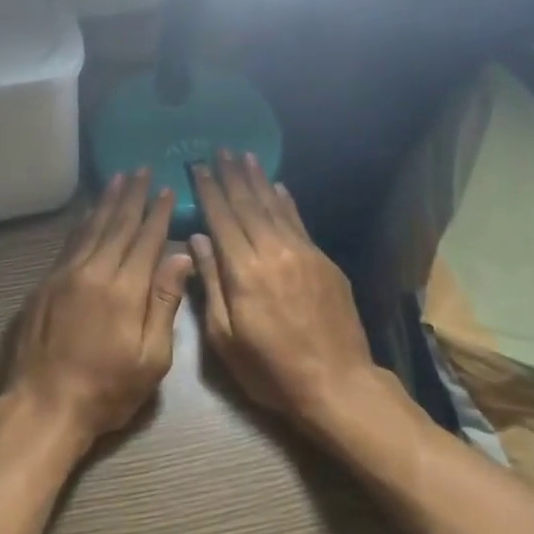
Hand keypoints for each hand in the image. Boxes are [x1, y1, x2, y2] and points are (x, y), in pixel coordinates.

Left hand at [0, 169, 193, 461]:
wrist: (44, 405)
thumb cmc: (107, 389)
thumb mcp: (151, 357)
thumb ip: (164, 303)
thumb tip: (181, 257)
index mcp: (125, 289)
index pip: (146, 240)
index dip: (157, 214)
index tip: (166, 190)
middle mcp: (93, 271)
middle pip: (116, 225)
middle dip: (132, 197)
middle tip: (141, 170)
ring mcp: (64, 275)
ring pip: (90, 229)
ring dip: (106, 202)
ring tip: (118, 179)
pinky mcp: (44, 285)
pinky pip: (68, 244)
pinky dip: (81, 224)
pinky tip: (87, 214)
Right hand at [191, 152, 377, 428]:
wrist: (337, 384)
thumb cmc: (270, 370)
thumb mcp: (225, 337)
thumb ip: (210, 284)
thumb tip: (197, 240)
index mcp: (244, 271)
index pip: (221, 220)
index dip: (209, 191)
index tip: (198, 167)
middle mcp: (273, 252)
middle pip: (248, 205)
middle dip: (232, 176)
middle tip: (220, 149)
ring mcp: (303, 254)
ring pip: (275, 208)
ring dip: (258, 181)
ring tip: (245, 156)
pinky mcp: (324, 263)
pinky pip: (299, 223)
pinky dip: (287, 202)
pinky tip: (279, 187)